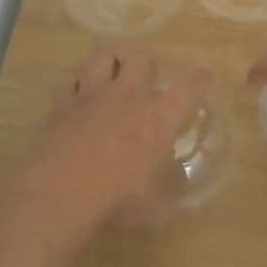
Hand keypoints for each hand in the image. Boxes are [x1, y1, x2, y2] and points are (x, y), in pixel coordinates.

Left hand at [12, 48, 212, 236]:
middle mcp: (130, 95)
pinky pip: (70, 82)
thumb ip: (166, 203)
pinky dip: (75, 89)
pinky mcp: (62, 102)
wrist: (60, 192)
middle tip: (145, 85)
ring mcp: (93, 94)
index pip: (191, 87)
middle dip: (148, 67)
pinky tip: (76, 101)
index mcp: (160, 117)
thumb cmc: (117, 200)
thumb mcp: (153, 210)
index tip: (206, 78)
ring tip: (111, 79)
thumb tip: (173, 209)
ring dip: (110, 64)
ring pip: (104, 55)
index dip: (201, 79)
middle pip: (144, 58)